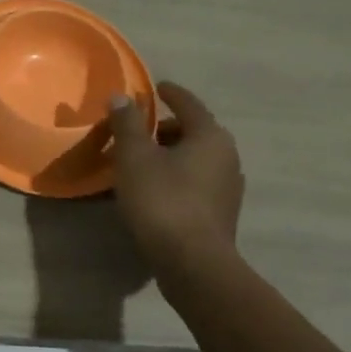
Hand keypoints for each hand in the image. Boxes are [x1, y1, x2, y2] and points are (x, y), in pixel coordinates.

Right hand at [107, 81, 244, 264]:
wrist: (193, 263)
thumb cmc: (162, 200)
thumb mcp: (134, 157)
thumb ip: (127, 123)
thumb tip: (122, 97)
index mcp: (210, 136)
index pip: (189, 103)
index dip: (170, 93)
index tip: (155, 88)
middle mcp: (227, 156)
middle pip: (193, 132)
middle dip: (165, 128)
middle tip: (136, 132)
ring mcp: (228, 187)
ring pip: (195, 159)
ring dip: (170, 155)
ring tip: (140, 163)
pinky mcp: (222, 213)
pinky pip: (196, 182)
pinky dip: (176, 177)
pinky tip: (154, 190)